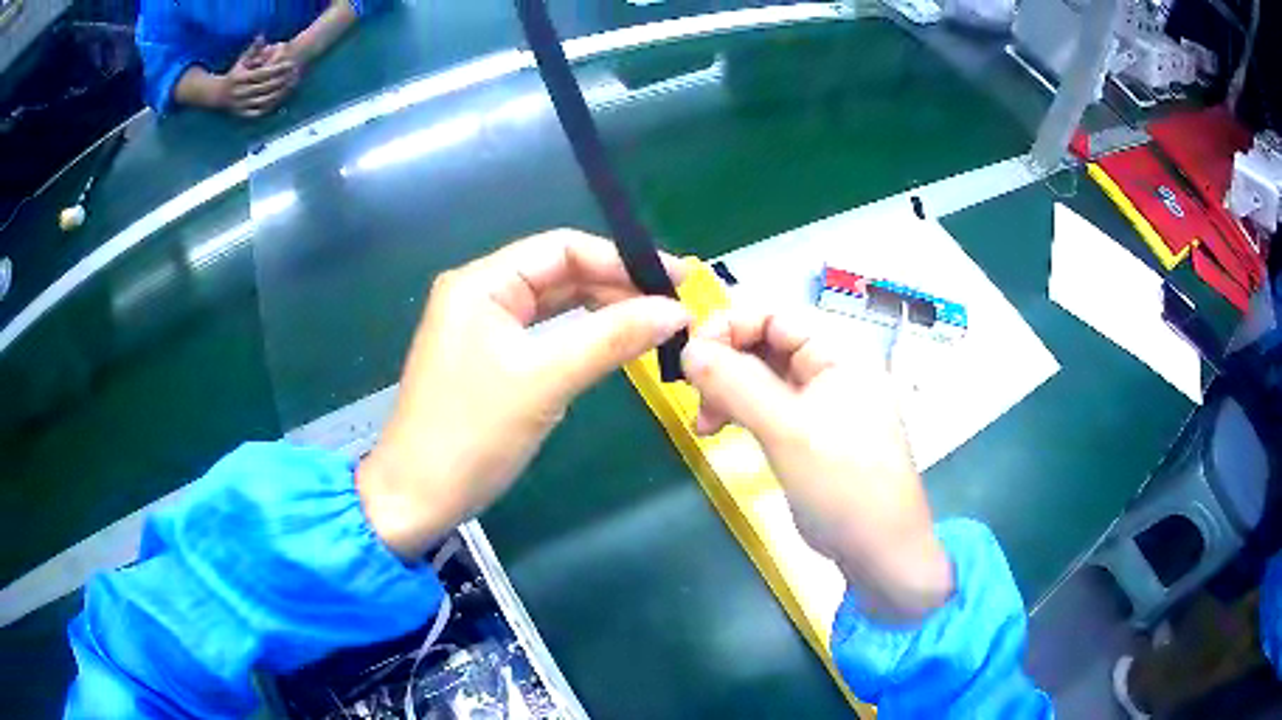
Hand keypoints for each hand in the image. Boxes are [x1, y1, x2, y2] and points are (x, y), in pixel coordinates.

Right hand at [215, 37, 298, 117]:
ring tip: (289, 86)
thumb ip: (253, 49)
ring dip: (278, 93)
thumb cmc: (234, 73)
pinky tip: (279, 99)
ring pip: (263, 100)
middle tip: (294, 74)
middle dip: (281, 80)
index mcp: (239, 78)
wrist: (218, 95)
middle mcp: (238, 92)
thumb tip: (262, 35)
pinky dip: (268, 107)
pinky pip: (257, 112)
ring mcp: (239, 105)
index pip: (263, 73)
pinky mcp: (240, 114)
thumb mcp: (242, 60)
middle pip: (265, 86)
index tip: (291, 63)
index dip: (278, 68)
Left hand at [358, 230, 690, 560]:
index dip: (621, 259)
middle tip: (673, 307)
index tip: (677, 279)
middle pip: (560, 273)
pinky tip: (614, 343)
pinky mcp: (489, 358)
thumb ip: (612, 339)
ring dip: (603, 311)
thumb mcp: (545, 381)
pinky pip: (544, 333)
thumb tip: (677, 312)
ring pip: (554, 304)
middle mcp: (480, 293)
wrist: (417, 498)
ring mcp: (483, 327)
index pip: (562, 249)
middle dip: (616, 285)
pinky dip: (581, 336)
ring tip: (655, 323)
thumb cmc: (472, 435)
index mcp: (482, 283)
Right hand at [681, 307, 953, 620]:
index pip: (774, 314)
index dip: (729, 326)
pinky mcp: (810, 433)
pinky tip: (718, 431)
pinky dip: (740, 413)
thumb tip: (687, 349)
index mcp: (838, 352)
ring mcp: (821, 402)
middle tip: (693, 396)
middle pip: (766, 343)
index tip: (690, 357)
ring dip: (727, 391)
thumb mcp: (788, 430)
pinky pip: (768, 406)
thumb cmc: (843, 485)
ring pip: (762, 377)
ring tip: (704, 424)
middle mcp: (831, 368)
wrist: (880, 551)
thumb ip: (736, 383)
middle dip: (724, 363)